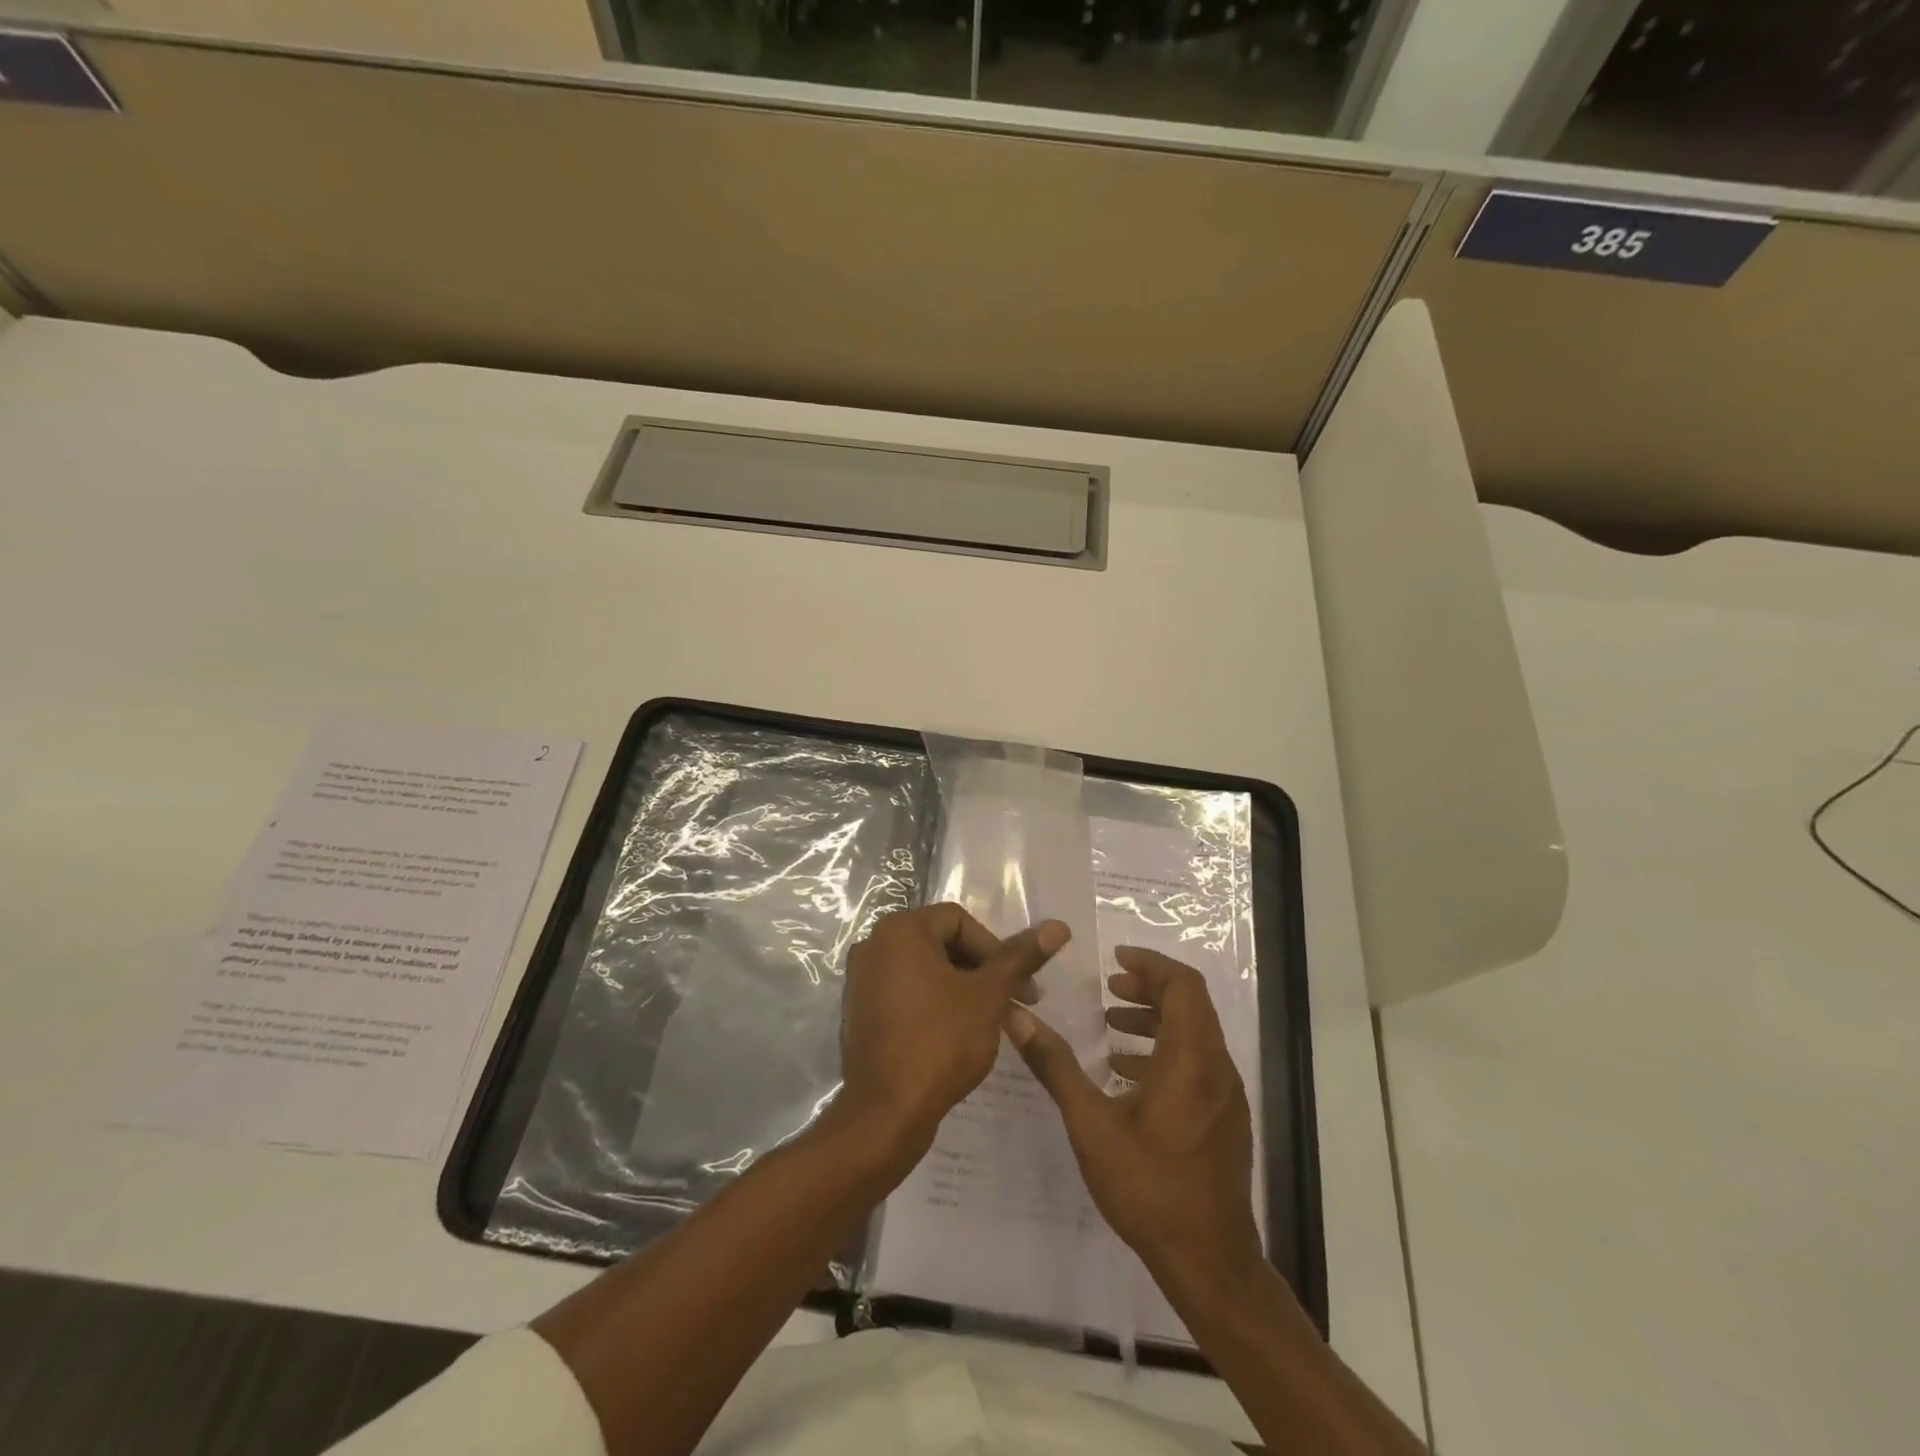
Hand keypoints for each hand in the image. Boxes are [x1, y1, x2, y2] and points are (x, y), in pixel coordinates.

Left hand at [837, 904, 1067, 1157]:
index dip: (996, 948)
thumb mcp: (988, 996)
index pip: (959, 920)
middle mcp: (874, 945)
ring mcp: (862, 980)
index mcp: (900, 931)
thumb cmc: (940, 1043)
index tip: (1021, 985)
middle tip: (1015, 1002)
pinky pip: (906, 991)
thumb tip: (1058, 926)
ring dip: (963, 987)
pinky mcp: (861, 1011)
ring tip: (992, 1020)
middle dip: (982, 969)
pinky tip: (958, 1033)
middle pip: (941, 942)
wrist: (885, 1114)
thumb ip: (1020, 957)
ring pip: (925, 969)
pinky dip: (935, 1002)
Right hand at [1006, 946, 1262, 1288]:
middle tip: (1110, 988)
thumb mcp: (1091, 1123)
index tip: (1115, 958)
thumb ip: (1055, 1065)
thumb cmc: (1149, 1186)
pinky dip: (1165, 1051)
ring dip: (1156, 1021)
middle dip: (1150, 988)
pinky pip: (1198, 1064)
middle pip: (1191, 1005)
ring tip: (1112, 1028)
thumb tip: (1016, 1017)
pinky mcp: (1225, 1120)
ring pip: (1195, 1034)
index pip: (1183, 985)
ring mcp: (1226, 1096)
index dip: (1151, 963)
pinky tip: (1128, 1076)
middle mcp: (1216, 1068)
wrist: (1209, 1262)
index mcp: (1191, 1058)